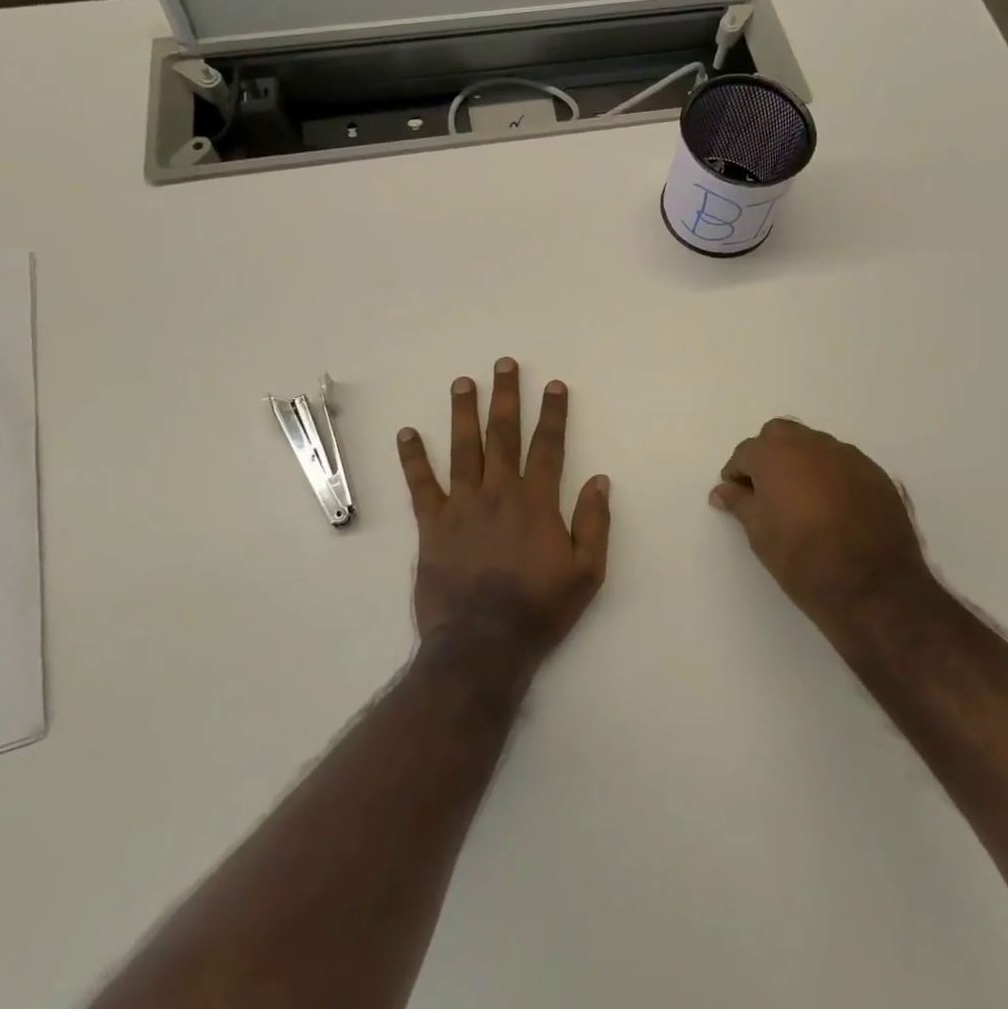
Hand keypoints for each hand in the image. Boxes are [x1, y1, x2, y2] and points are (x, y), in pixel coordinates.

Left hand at [398, 359, 610, 671]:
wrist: (482, 644)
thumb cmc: (539, 609)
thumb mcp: (586, 573)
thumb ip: (594, 523)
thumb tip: (600, 479)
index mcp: (537, 502)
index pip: (548, 447)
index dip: (553, 414)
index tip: (554, 385)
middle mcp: (499, 493)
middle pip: (503, 435)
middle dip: (506, 397)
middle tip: (504, 364)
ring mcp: (462, 506)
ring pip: (463, 449)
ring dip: (463, 412)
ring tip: (463, 382)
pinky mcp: (432, 526)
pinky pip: (421, 485)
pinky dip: (413, 458)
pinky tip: (408, 433)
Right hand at [710, 419, 938, 651]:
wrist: (873, 587)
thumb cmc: (802, 560)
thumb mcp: (759, 534)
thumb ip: (739, 503)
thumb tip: (722, 490)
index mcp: (775, 455)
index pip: (746, 452)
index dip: (737, 473)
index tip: (738, 495)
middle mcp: (810, 445)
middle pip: (780, 435)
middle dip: (769, 455)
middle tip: (768, 489)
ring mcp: (847, 456)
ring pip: (814, 445)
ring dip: (801, 462)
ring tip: (802, 499)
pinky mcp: (875, 473)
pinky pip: (843, 463)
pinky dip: (831, 475)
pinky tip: (834, 506)